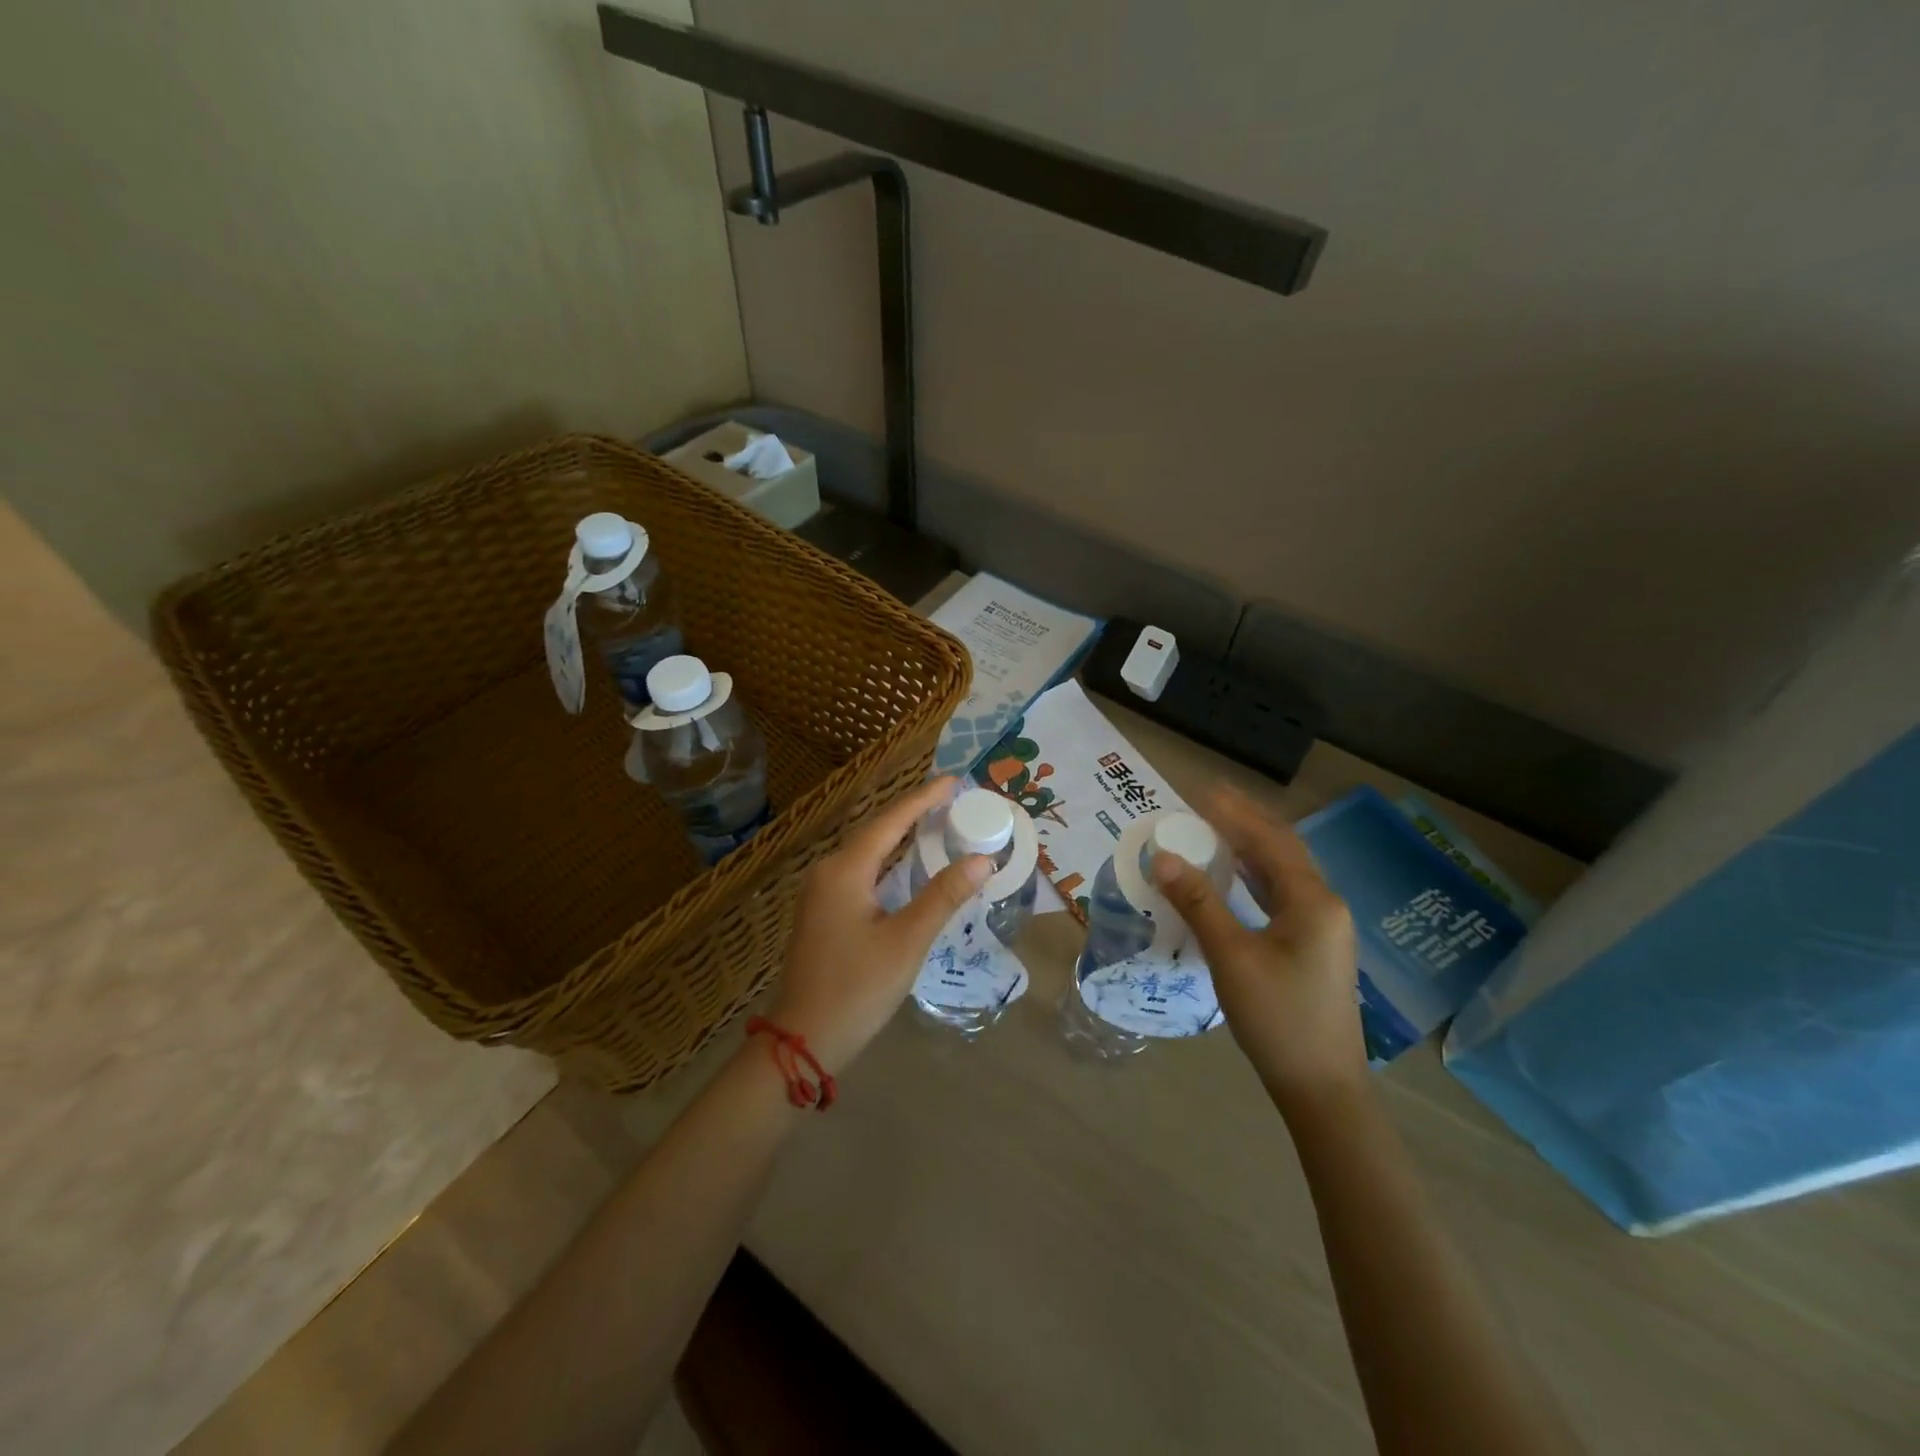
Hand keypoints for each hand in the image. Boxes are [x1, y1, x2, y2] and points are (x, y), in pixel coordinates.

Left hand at [764, 777, 990, 1075]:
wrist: (801, 1040)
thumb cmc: (856, 989)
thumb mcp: (906, 941)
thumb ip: (943, 897)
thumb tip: (981, 861)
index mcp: (845, 870)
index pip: (890, 821)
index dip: (923, 799)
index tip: (953, 781)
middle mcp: (828, 872)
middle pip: (877, 831)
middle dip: (914, 814)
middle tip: (953, 801)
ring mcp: (820, 893)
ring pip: (867, 853)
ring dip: (900, 838)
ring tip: (937, 824)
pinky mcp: (822, 913)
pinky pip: (860, 873)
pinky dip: (888, 862)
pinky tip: (906, 868)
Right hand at [1151, 786, 1366, 1114]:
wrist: (1322, 1086)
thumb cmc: (1277, 1018)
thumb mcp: (1231, 957)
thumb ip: (1198, 902)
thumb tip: (1163, 857)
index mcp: (1313, 901)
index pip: (1270, 841)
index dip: (1235, 813)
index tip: (1202, 790)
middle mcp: (1325, 905)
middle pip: (1282, 849)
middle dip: (1246, 821)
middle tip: (1208, 798)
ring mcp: (1323, 927)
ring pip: (1284, 872)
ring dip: (1251, 847)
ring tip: (1216, 826)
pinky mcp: (1314, 946)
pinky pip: (1283, 895)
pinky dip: (1256, 876)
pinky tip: (1236, 875)